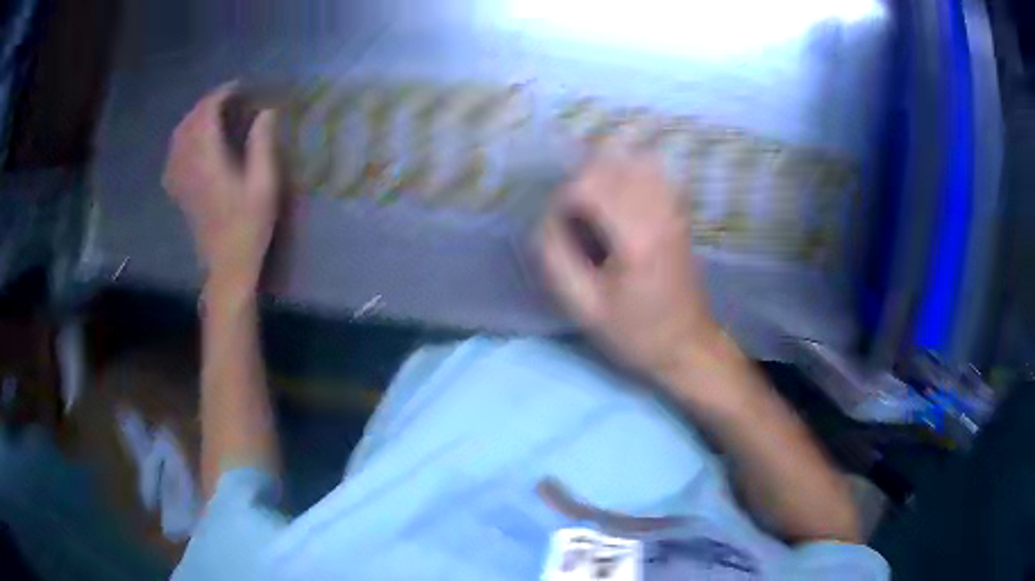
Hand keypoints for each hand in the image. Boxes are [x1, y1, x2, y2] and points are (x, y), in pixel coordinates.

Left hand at [163, 83, 279, 294]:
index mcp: (208, 161)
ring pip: (178, 136)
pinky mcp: (179, 191)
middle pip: (190, 122)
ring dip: (194, 118)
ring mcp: (180, 179)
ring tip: (213, 114)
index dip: (222, 94)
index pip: (207, 114)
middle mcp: (189, 165)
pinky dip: (182, 140)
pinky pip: (173, 156)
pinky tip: (193, 142)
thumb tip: (266, 110)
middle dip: (208, 103)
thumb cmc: (249, 227)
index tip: (240, 87)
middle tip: (230, 98)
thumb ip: (262, 144)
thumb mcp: (264, 185)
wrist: (227, 265)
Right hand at [542, 154, 718, 378]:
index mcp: (635, 237)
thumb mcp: (584, 307)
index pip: (587, 185)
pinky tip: (620, 198)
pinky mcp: (680, 212)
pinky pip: (654, 171)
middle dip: (581, 182)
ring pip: (634, 159)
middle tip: (572, 217)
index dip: (562, 200)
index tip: (557, 228)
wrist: (687, 345)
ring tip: (594, 203)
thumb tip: (546, 221)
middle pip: (610, 163)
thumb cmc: (635, 332)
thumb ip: (556, 257)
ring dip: (606, 172)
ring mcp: (674, 208)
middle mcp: (658, 211)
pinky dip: (630, 173)